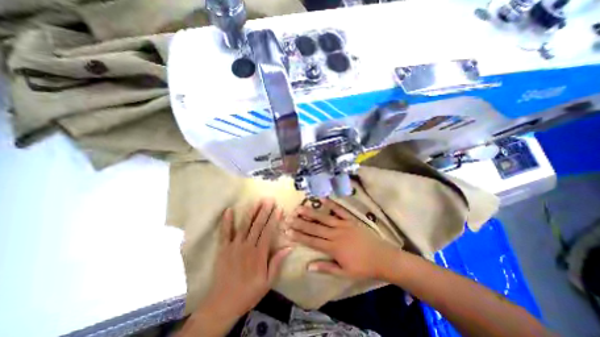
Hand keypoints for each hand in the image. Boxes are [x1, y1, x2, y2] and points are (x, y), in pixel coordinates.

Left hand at [194, 201, 291, 331]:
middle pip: (257, 225)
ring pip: (244, 225)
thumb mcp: (268, 281)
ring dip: (251, 212)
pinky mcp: (223, 249)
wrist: (223, 304)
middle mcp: (247, 246)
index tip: (278, 209)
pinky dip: (226, 221)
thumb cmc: (248, 292)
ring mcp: (234, 246)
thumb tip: (289, 246)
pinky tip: (228, 210)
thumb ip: (277, 262)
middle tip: (269, 199)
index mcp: (259, 254)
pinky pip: (224, 233)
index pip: (268, 232)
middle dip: (264, 211)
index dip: (274, 219)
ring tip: (256, 201)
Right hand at [285, 199, 396, 279]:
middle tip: (289, 217)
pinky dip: (331, 204)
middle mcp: (335, 234)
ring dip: (311, 212)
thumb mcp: (344, 273)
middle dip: (300, 222)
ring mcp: (343, 225)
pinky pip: (339, 210)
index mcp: (333, 248)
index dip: (299, 236)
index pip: (312, 241)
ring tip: (300, 207)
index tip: (288, 231)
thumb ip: (325, 267)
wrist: (382, 258)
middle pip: (315, 227)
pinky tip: (322, 198)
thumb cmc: (362, 267)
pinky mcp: (350, 220)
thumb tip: (308, 266)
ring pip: (324, 218)